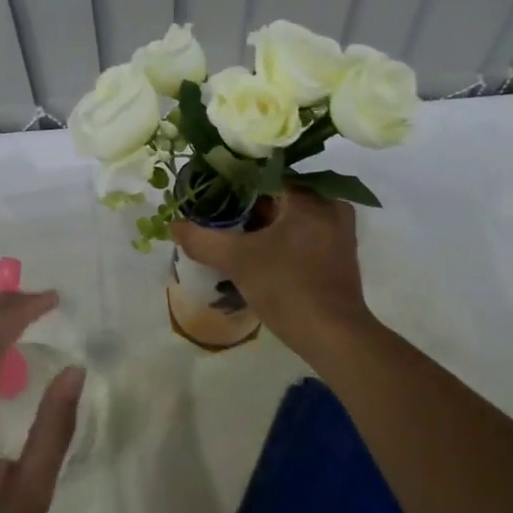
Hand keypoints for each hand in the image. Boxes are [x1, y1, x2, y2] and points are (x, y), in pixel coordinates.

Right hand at [170, 188, 375, 357]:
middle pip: (279, 195)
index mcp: (310, 197)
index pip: (266, 174)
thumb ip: (202, 240)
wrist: (334, 337)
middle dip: (248, 205)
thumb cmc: (288, 288)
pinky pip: (303, 234)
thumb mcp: (237, 261)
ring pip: (291, 216)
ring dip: (263, 223)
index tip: (210, 191)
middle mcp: (330, 206)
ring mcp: (339, 231)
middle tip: (216, 213)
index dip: (234, 181)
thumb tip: (173, 225)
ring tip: (230, 231)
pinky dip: (280, 238)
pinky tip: (256, 251)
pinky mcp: (339, 254)